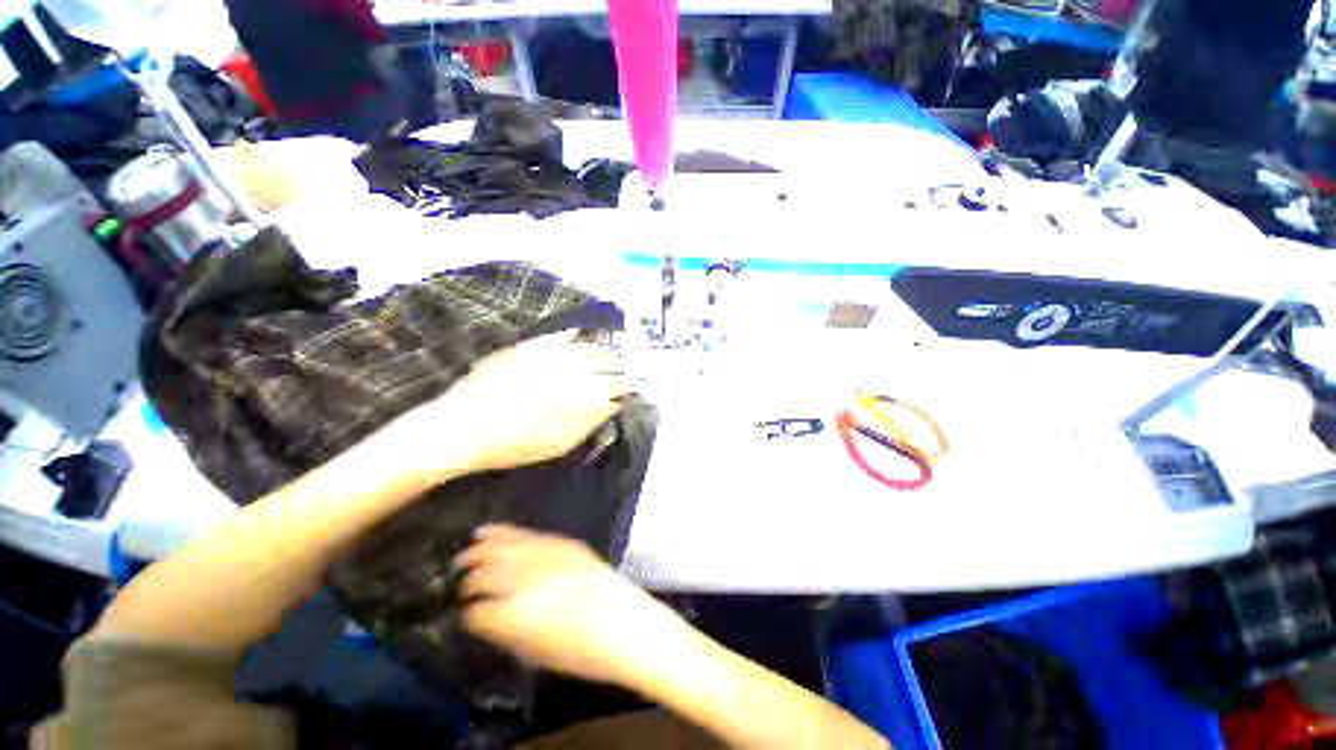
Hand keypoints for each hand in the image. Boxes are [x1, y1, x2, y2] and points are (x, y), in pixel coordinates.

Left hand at [403, 332, 629, 478]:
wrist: (463, 427)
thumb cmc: (515, 444)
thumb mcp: (560, 443)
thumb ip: (590, 421)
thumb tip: (612, 405)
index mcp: (581, 395)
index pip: (617, 385)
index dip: (629, 386)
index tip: (634, 388)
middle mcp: (572, 369)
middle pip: (606, 363)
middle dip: (619, 366)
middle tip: (624, 371)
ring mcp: (550, 356)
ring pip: (586, 348)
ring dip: (601, 351)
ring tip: (607, 355)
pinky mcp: (529, 348)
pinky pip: (556, 337)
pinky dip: (570, 337)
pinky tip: (576, 336)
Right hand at [455, 525, 681, 686]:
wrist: (623, 624)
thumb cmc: (580, 653)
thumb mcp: (534, 652)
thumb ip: (503, 630)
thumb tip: (483, 616)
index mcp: (515, 614)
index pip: (476, 609)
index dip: (466, 612)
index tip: (461, 612)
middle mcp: (526, 579)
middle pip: (486, 573)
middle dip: (468, 577)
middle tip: (456, 580)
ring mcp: (546, 556)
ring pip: (504, 547)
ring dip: (481, 548)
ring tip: (467, 549)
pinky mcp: (562, 543)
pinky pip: (529, 534)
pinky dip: (506, 532)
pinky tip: (491, 530)